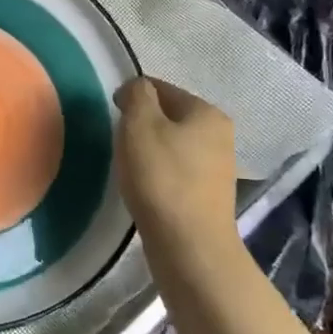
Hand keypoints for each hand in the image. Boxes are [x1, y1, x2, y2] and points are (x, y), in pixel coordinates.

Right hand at [114, 77, 238, 266]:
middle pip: (168, 116)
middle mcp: (220, 134)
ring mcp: (218, 166)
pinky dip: (159, 172)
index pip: (161, 88)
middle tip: (120, 143)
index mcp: (207, 112)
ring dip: (149, 150)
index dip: (132, 96)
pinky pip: (176, 169)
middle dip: (141, 124)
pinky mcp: (209, 194)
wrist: (189, 245)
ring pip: (172, 143)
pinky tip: (145, 187)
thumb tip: (136, 88)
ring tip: (130, 167)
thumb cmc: (162, 178)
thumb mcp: (140, 125)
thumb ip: (136, 96)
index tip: (112, 116)